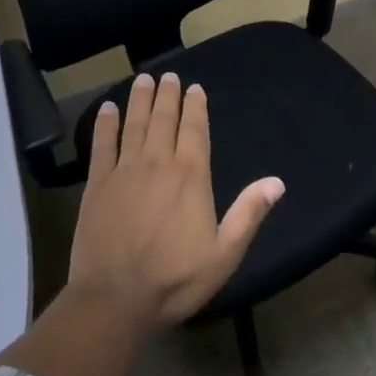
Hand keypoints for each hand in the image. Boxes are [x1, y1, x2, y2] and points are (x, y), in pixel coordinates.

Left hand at [67, 71, 284, 331]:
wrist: (116, 300)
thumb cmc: (175, 280)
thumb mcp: (224, 254)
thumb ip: (248, 214)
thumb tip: (277, 182)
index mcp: (191, 177)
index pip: (195, 130)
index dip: (195, 107)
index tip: (194, 88)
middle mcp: (158, 164)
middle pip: (164, 119)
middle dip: (167, 95)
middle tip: (167, 75)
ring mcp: (125, 171)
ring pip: (135, 125)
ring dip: (140, 100)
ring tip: (143, 79)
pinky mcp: (97, 185)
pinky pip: (102, 145)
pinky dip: (106, 124)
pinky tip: (107, 108)